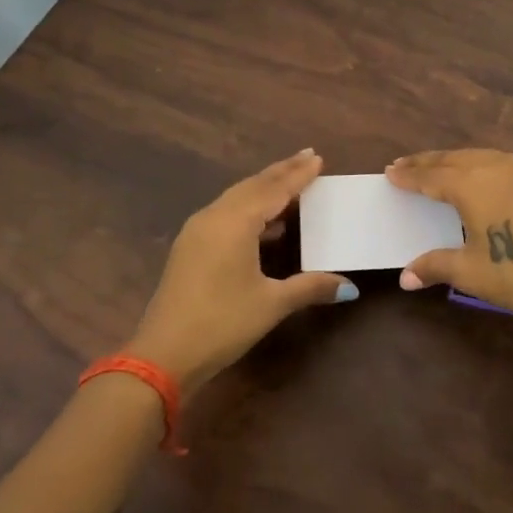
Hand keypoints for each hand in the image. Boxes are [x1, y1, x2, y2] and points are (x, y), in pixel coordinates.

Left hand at [128, 149, 356, 395]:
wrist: (163, 355)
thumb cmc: (222, 323)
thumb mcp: (271, 304)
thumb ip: (310, 287)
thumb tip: (349, 287)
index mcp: (235, 222)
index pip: (274, 190)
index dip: (298, 175)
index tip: (318, 158)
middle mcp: (214, 217)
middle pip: (253, 186)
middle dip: (281, 172)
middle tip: (307, 157)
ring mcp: (197, 231)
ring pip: (236, 198)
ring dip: (264, 187)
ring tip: (290, 181)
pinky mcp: (190, 246)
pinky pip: (225, 212)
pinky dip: (249, 206)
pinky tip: (264, 219)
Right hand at [386, 149, 512, 326]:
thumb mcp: (471, 273)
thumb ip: (435, 266)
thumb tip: (404, 278)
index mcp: (472, 185)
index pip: (431, 177)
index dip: (409, 176)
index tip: (390, 172)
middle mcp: (494, 168)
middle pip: (452, 159)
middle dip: (426, 162)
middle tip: (404, 164)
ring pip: (477, 155)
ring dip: (452, 159)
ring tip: (436, 165)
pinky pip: (499, 160)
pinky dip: (478, 161)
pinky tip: (479, 171)